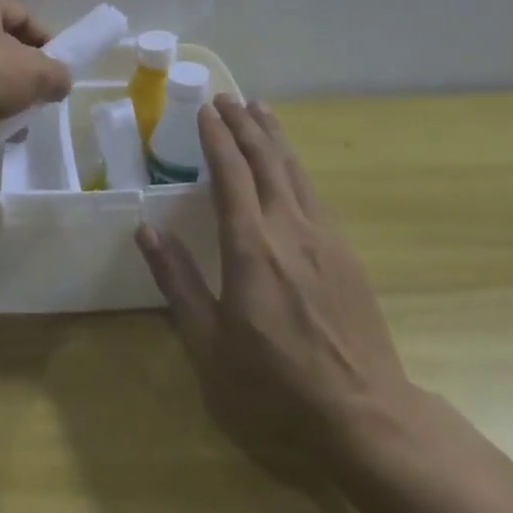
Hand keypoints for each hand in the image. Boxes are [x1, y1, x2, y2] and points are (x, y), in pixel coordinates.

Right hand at [135, 97, 418, 482]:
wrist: (367, 415)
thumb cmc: (276, 385)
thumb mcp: (210, 344)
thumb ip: (178, 282)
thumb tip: (146, 230)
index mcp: (251, 246)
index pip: (231, 173)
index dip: (216, 137)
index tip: (204, 109)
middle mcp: (289, 228)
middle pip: (266, 159)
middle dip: (244, 124)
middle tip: (226, 97)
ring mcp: (323, 237)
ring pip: (294, 170)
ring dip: (273, 135)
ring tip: (259, 108)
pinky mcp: (345, 252)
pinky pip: (313, 192)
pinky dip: (294, 165)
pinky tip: (289, 165)